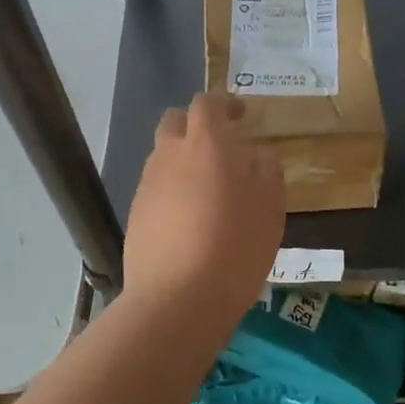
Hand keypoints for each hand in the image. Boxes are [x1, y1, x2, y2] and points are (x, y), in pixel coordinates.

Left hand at [125, 92, 284, 316]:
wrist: (176, 300)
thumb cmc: (235, 247)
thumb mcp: (269, 207)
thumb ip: (265, 170)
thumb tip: (254, 154)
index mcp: (206, 144)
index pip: (207, 103)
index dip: (224, 103)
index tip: (241, 115)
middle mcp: (169, 155)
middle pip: (175, 122)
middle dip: (196, 125)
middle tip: (220, 147)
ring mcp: (147, 185)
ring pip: (163, 156)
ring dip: (183, 160)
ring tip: (209, 190)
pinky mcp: (135, 215)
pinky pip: (156, 188)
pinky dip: (172, 191)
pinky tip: (190, 221)